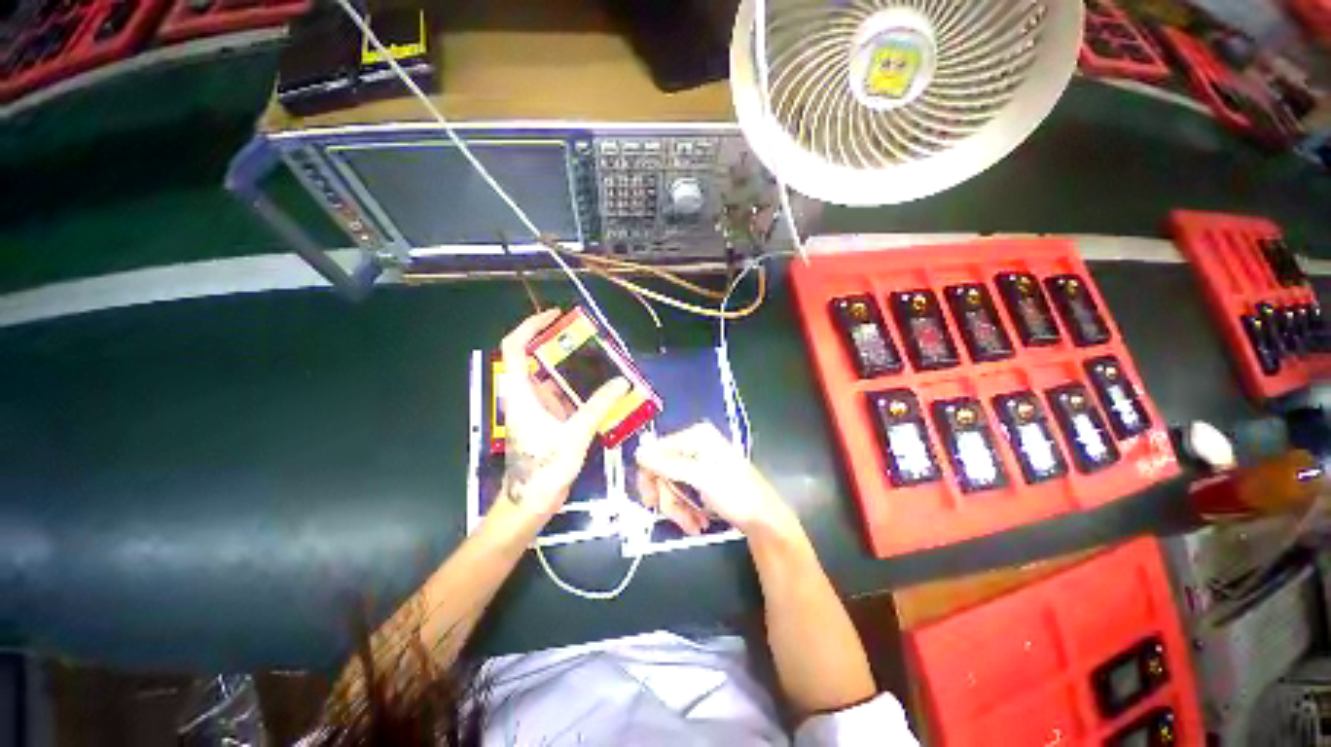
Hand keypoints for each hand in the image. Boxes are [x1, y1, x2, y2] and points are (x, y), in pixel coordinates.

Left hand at [499, 310, 629, 525]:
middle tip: (586, 337)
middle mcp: (525, 396)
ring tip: (598, 358)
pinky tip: (600, 388)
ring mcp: (536, 409)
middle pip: (535, 359)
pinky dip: (578, 388)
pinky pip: (562, 395)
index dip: (531, 326)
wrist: (532, 502)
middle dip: (558, 344)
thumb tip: (622, 382)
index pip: (515, 348)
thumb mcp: (574, 434)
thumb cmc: (544, 468)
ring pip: (550, 378)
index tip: (555, 316)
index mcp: (521, 393)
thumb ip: (598, 406)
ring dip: (571, 366)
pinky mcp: (547, 420)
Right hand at [635, 422, 797, 536]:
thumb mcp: (701, 479)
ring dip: (679, 509)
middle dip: (670, 498)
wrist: (765, 520)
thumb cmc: (736, 494)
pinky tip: (698, 522)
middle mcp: (695, 445)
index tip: (650, 502)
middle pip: (663, 470)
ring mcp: (699, 462)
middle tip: (677, 518)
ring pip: (672, 485)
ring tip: (693, 525)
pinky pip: (683, 493)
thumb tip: (639, 452)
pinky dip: (687, 510)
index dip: (650, 476)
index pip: (657, 450)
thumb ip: (668, 465)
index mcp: (696, 436)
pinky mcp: (703, 479)